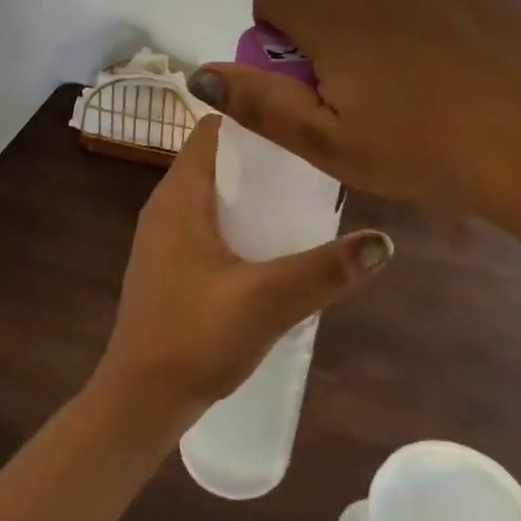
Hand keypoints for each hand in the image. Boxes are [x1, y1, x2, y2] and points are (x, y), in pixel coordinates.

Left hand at [92, 115, 391, 428]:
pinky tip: (273, 245)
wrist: (138, 403)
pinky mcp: (169, 264)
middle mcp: (166, 206)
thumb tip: (382, 242)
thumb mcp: (267, 301)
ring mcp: (164, 237)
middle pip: (217, 159)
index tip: (299, 120)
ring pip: (213, 193)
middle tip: (313, 162)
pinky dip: (239, 220)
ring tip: (302, 198)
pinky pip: (208, 222)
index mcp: (179, 196)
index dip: (253, 116)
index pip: (213, 128)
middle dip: (263, 157)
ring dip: (252, 192)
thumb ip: (324, 270)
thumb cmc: (194, 338)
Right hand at [189, 0, 520, 226]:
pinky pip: (447, 3)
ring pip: (397, 5)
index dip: (275, 24)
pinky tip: (475, 78)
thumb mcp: (331, 144)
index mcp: (338, 18)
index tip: (304, 68)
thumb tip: (200, 72)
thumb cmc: (422, 150)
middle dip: (344, 42)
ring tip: (435, 96)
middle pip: (341, 4)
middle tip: (378, 103)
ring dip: (397, 37)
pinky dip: (446, 31)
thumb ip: (261, 104)